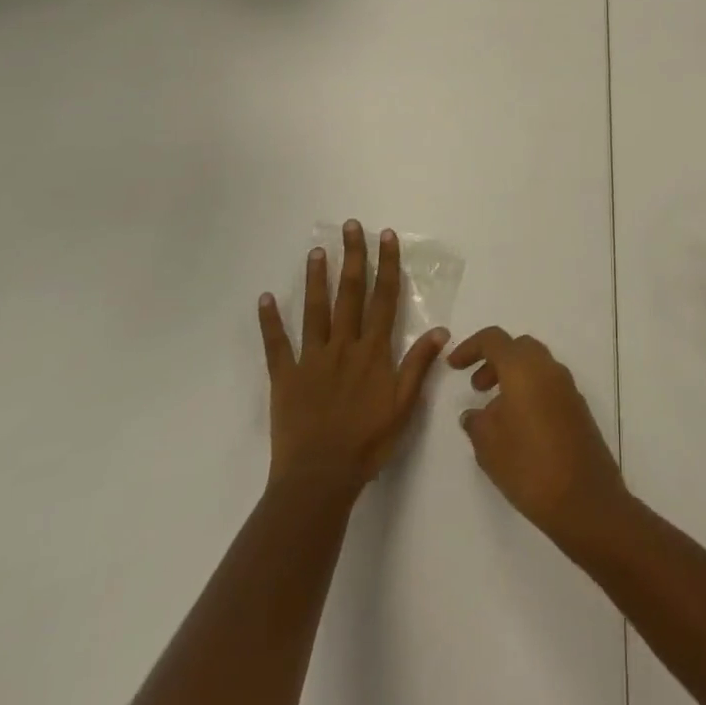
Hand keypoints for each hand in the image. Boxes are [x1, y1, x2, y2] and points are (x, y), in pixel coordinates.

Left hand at [259, 221, 449, 497]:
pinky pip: (276, 345)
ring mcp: (312, 359)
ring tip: (316, 251)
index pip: (383, 298)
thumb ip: (419, 365)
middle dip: (352, 257)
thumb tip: (441, 329)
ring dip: (316, 279)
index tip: (385, 237)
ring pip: (315, 310)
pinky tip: (265, 299)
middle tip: (350, 226)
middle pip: (350, 293)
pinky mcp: (285, 377)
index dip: (386, 265)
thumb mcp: (404, 406)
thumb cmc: (368, 443)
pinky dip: (270, 322)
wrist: (320, 478)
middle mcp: (343, 345)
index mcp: (373, 351)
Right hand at [449, 327, 626, 547]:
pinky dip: (530, 392)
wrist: (585, 499)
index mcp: (524, 367)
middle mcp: (548, 368)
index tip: (453, 365)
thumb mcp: (489, 446)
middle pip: (518, 347)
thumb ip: (477, 422)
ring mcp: (568, 387)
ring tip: (494, 411)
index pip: (494, 339)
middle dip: (494, 360)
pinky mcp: (578, 407)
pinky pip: (548, 385)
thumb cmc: (529, 466)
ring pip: (535, 366)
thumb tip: (474, 413)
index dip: (470, 347)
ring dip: (512, 377)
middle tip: (477, 386)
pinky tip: (519, 427)